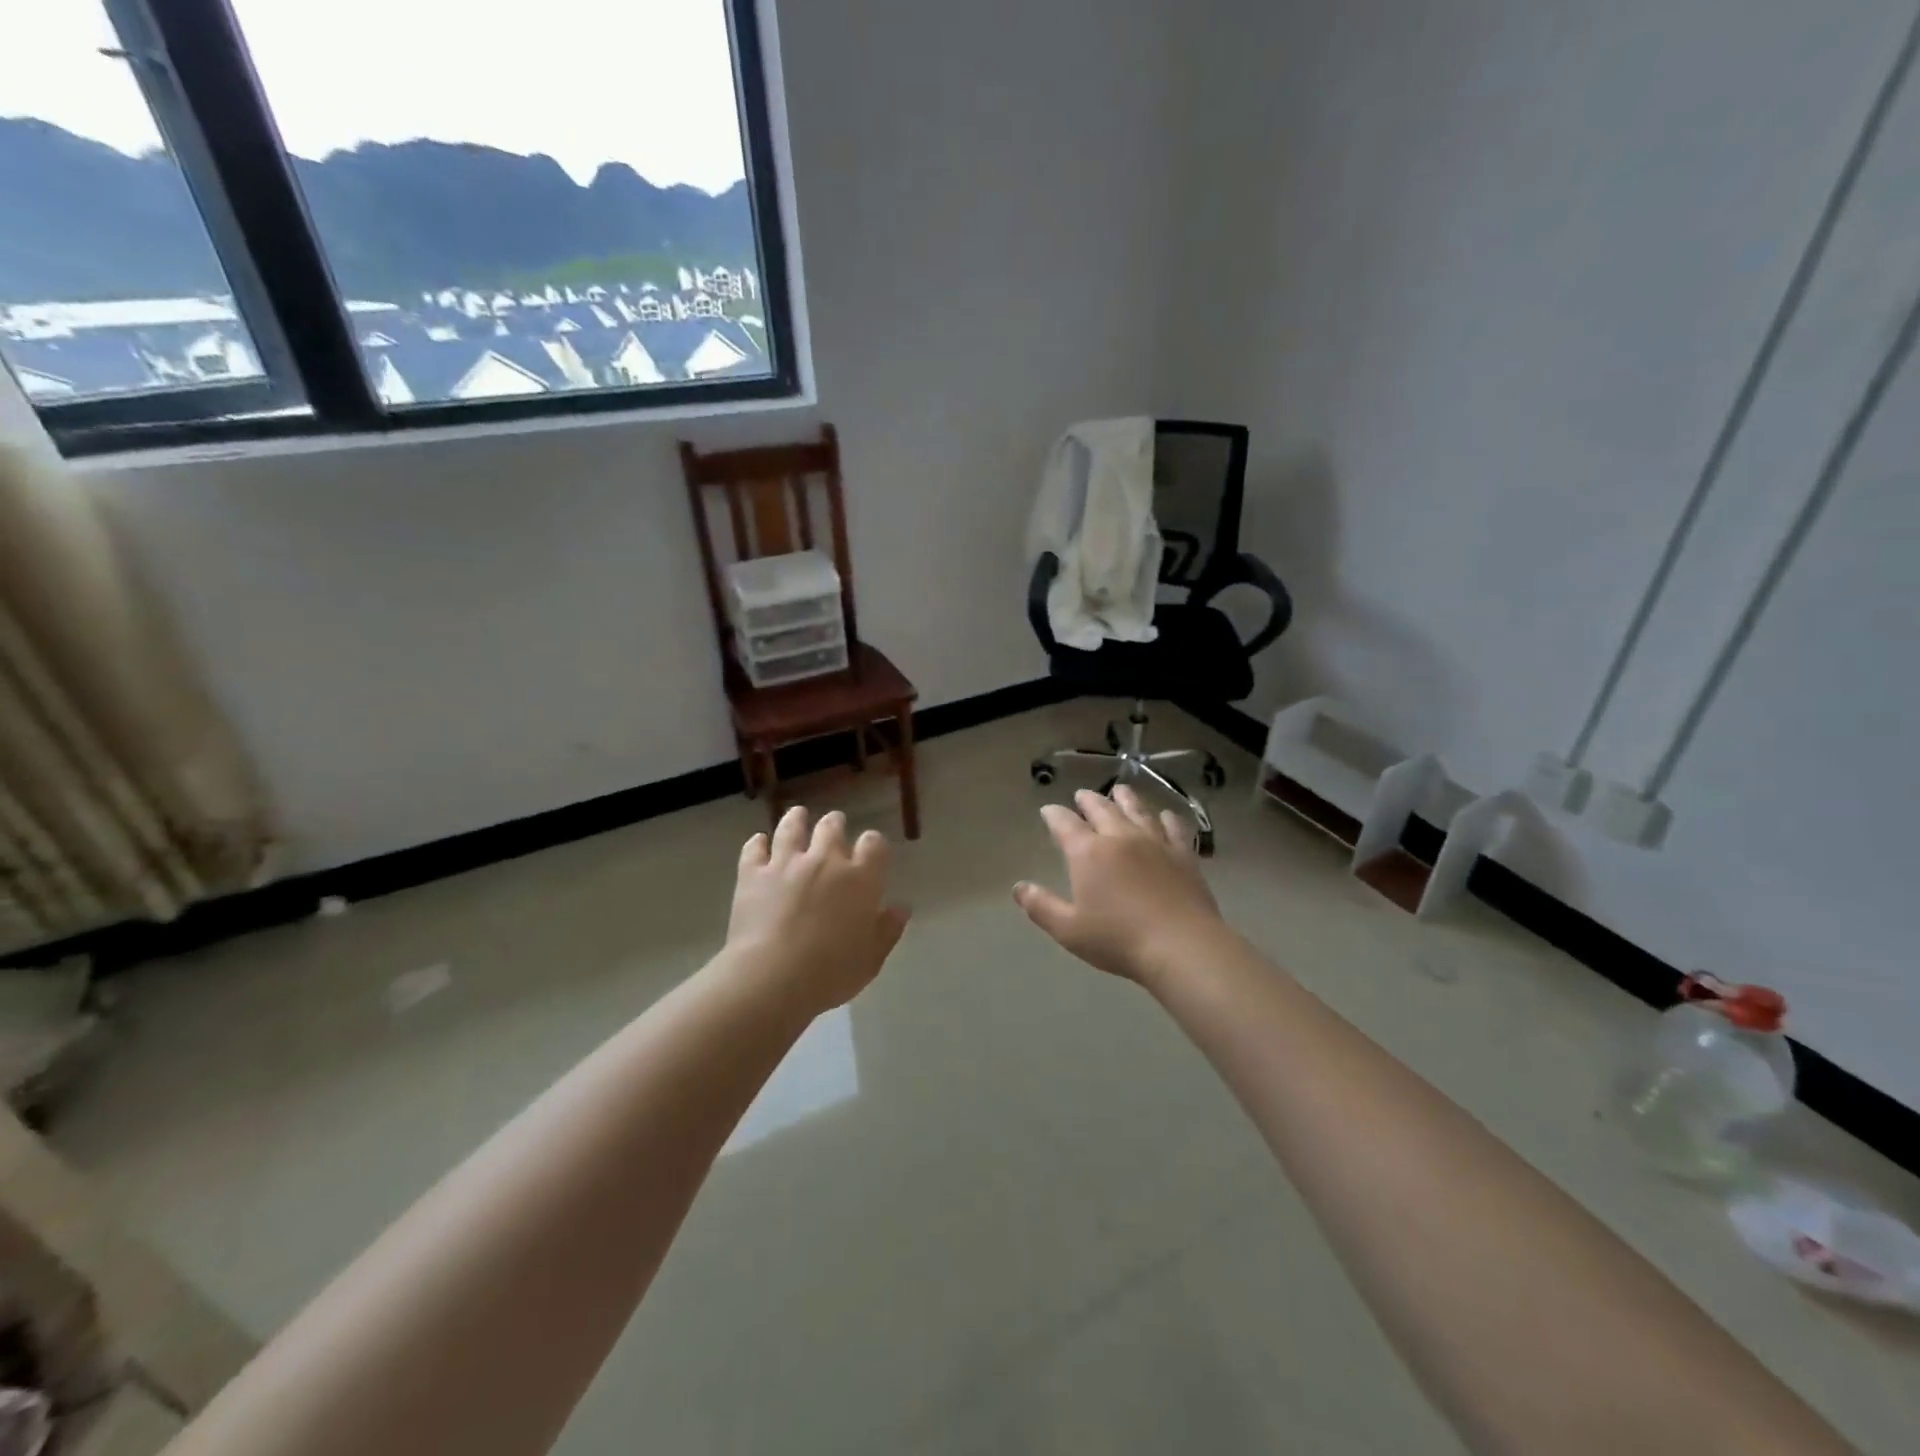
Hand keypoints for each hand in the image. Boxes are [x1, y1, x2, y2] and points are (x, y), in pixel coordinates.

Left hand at [725, 806, 910, 1016]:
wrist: (772, 978)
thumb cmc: (830, 973)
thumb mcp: (871, 958)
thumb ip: (888, 930)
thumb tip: (901, 907)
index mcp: (861, 879)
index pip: (874, 844)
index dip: (873, 844)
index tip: (871, 851)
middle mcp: (826, 860)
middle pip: (832, 827)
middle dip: (835, 824)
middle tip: (834, 827)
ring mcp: (786, 863)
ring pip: (792, 827)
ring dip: (797, 819)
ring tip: (798, 816)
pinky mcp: (753, 873)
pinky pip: (754, 848)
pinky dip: (758, 843)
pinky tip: (759, 842)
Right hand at [1013, 785, 1231, 984]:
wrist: (1181, 945)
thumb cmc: (1118, 940)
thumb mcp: (1069, 929)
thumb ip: (1041, 906)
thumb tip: (1019, 887)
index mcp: (1088, 852)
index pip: (1065, 824)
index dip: (1054, 814)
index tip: (1048, 810)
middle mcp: (1120, 837)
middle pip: (1102, 808)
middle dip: (1088, 800)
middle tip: (1082, 795)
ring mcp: (1155, 842)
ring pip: (1137, 810)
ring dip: (1125, 798)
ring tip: (1119, 790)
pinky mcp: (1183, 854)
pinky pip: (1173, 827)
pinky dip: (1166, 818)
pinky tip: (1165, 816)